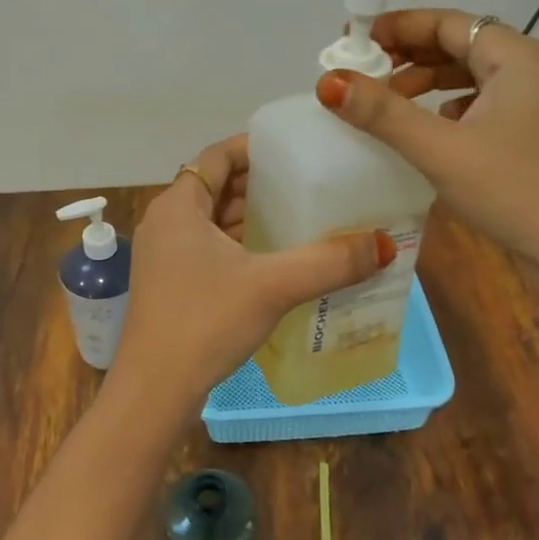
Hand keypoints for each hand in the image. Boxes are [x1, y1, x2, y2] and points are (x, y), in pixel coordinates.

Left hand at [108, 135, 395, 414]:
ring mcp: (164, 254)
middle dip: (259, 184)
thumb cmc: (205, 322)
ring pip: (212, 220)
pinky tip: (274, 259)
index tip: (293, 151)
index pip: (217, 156)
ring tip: (299, 217)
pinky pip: (208, 247)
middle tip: (307, 183)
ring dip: (250, 216)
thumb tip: (384, 244)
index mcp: (179, 205)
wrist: (154, 391)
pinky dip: (239, 244)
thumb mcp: (272, 286)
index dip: (254, 148)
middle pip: (216, 186)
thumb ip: (328, 263)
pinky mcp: (170, 282)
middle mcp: (166, 221)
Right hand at [316, 12, 538, 313]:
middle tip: (363, 74)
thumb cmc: (519, 192)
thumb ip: (382, 113)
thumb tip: (328, 81)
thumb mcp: (442, 150)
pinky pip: (486, 105)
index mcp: (517, 57)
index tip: (354, 41)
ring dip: (428, 83)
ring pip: (472, 77)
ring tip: (387, 103)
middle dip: (409, 56)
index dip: (398, 27)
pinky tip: (430, 131)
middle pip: (460, 45)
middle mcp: (533, 69)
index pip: (447, 22)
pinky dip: (451, 109)